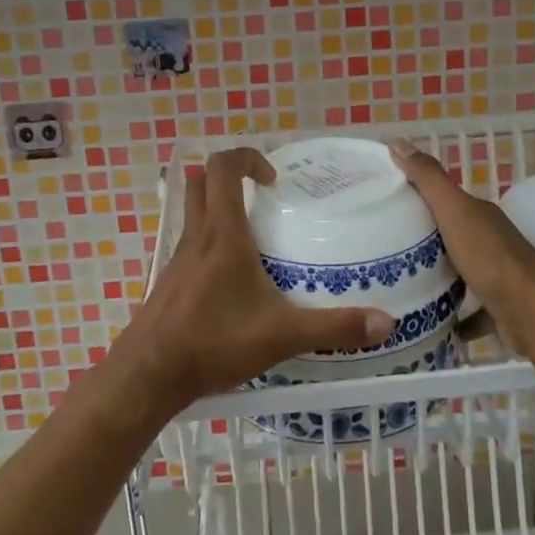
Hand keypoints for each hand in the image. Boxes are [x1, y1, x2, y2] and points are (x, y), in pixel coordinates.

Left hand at [116, 148, 395, 410]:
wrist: (148, 376)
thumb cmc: (213, 342)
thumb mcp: (282, 335)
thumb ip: (334, 327)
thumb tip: (387, 323)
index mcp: (222, 235)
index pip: (223, 167)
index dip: (248, 158)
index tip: (274, 180)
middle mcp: (196, 238)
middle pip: (201, 182)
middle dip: (231, 178)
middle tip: (263, 198)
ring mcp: (177, 260)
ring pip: (193, 213)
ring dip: (219, 208)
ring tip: (255, 237)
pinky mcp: (169, 283)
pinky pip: (190, 246)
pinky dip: (210, 244)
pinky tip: (233, 280)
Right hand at [390, 139, 534, 357]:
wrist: (533, 313)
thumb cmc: (490, 258)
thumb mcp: (454, 211)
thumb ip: (428, 179)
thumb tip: (397, 141)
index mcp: (478, 215)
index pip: (442, 199)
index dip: (414, 197)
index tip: (380, 203)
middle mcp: (489, 242)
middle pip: (449, 236)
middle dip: (420, 241)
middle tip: (380, 249)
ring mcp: (495, 276)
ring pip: (459, 273)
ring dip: (436, 278)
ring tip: (398, 286)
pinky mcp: (496, 309)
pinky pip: (469, 311)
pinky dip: (452, 315)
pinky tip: (428, 321)